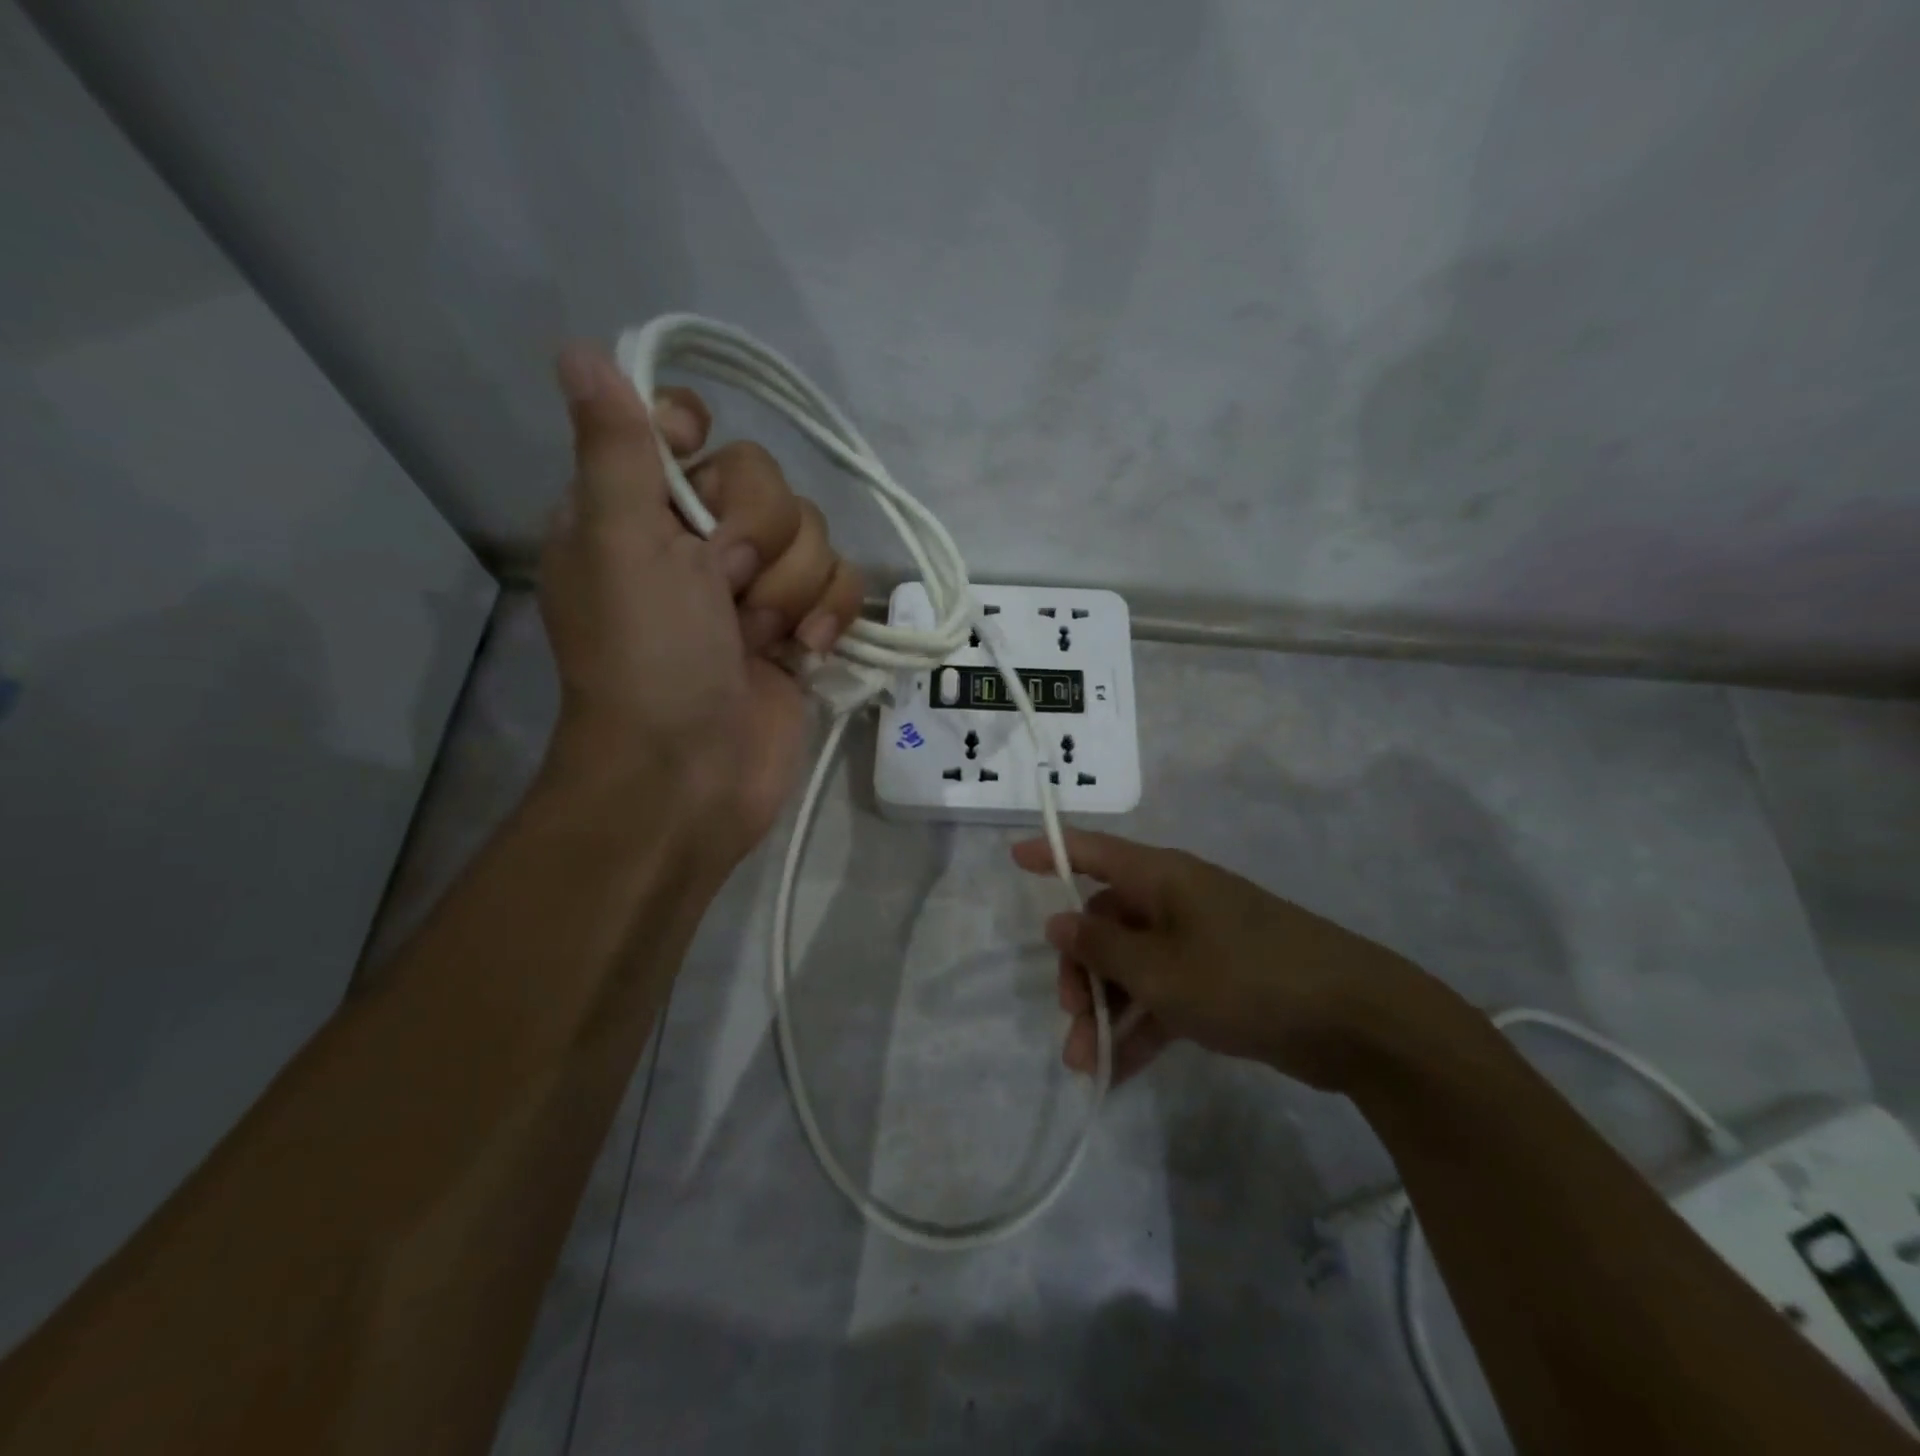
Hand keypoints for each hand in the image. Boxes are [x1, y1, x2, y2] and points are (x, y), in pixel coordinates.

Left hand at [538, 343, 863, 858]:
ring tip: (759, 637)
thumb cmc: (646, 659)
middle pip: (768, 480)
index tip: (698, 489)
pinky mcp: (802, 627)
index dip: (701, 442)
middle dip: (757, 539)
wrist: (690, 775)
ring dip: (791, 588)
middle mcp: (697, 540)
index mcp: (637, 511)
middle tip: (722, 590)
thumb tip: (578, 348)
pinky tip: (807, 648)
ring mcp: (756, 587)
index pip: (684, 426)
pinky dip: (831, 613)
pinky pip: (842, 583)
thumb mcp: (620, 543)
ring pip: (813, 534)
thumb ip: (616, 448)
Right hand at [1011, 829, 1432, 1089]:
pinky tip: (1116, 1073)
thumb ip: (1103, 947)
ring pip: (1134, 967)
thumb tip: (1059, 922)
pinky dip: (1141, 1029)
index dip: (1052, 850)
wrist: (1357, 1023)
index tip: (1013, 856)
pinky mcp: (1220, 983)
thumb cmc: (1246, 977)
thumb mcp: (1162, 969)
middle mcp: (1177, 902)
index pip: (1095, 851)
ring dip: (1107, 1010)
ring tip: (1084, 1062)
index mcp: (1162, 879)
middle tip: (1070, 1014)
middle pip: (1108, 922)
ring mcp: (1200, 943)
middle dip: (1082, 968)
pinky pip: (1164, 998)